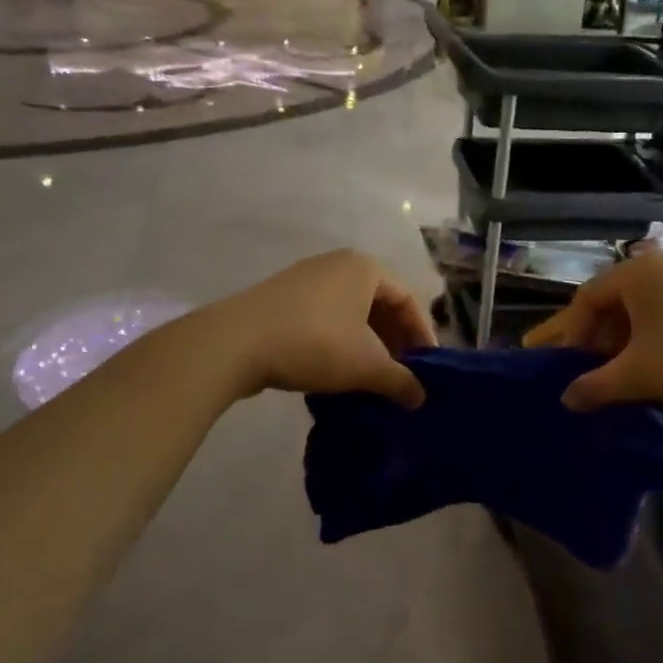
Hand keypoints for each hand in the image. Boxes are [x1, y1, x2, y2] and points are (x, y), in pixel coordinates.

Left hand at [208, 249, 436, 406]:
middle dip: (393, 341)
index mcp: (365, 268)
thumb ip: (400, 381)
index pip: (407, 300)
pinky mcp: (281, 299)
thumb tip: (420, 398)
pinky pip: (324, 318)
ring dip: (365, 345)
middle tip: (401, 374)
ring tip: (371, 378)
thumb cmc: (315, 343)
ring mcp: (305, 279)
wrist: (235, 343)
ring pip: (350, 313)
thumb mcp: (366, 366)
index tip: (427, 368)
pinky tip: (336, 372)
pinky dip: (338, 342)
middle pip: (378, 304)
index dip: (422, 335)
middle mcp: (337, 264)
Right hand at [524, 251, 662, 411]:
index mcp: (635, 273)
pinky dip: (650, 333)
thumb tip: (566, 399)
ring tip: (618, 367)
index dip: (570, 333)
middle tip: (586, 366)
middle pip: (612, 300)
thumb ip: (596, 387)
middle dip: (595, 336)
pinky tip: (654, 360)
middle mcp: (659, 264)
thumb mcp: (639, 376)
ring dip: (623, 337)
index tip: (564, 365)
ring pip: (640, 306)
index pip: (585, 299)